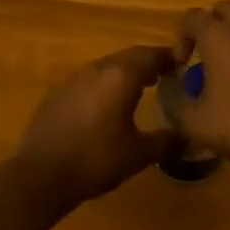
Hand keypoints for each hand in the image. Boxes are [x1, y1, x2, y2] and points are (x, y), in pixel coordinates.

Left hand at [11, 45, 178, 213]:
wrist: (40, 174)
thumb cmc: (96, 160)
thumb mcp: (138, 155)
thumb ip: (166, 142)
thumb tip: (188, 138)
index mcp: (121, 76)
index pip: (151, 55)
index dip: (169, 57)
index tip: (183, 63)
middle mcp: (97, 69)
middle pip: (129, 56)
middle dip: (148, 62)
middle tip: (165, 74)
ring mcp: (74, 78)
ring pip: (107, 66)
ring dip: (125, 72)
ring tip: (139, 88)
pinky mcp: (57, 93)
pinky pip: (89, 80)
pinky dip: (104, 85)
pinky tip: (105, 106)